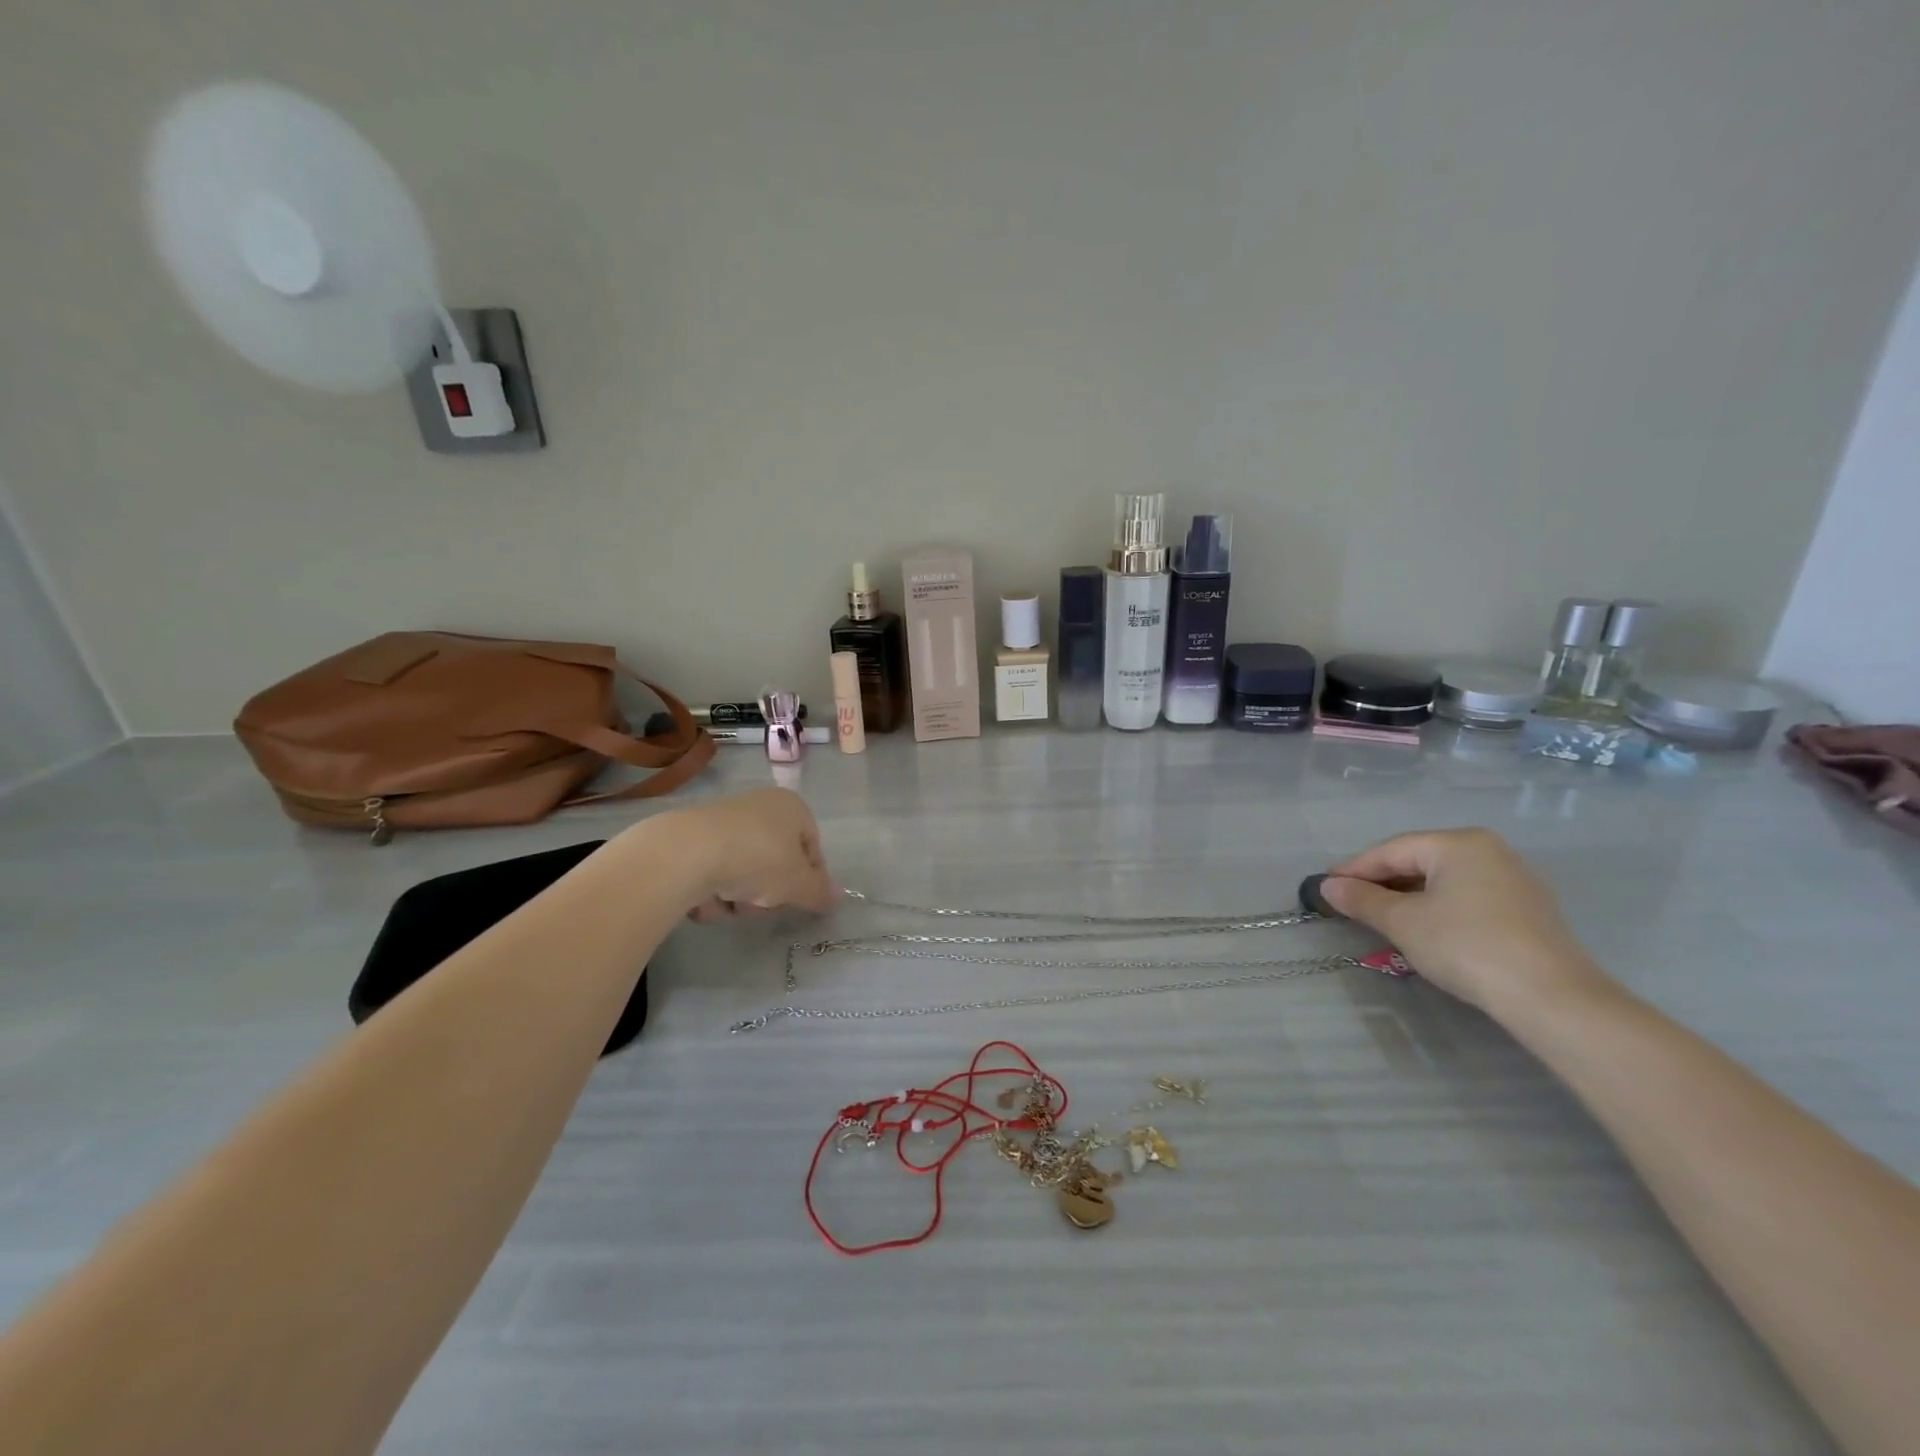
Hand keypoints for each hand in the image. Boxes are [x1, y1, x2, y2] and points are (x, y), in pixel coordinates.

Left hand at [638, 789, 836, 923]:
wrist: (686, 853)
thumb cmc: (757, 859)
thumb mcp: (798, 883)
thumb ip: (820, 893)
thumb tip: (839, 897)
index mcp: (792, 807)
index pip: (813, 848)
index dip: (810, 879)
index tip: (801, 902)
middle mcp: (760, 807)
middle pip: (777, 862)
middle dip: (770, 892)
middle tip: (762, 905)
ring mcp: (725, 821)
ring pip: (744, 872)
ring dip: (740, 897)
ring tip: (729, 903)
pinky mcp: (693, 838)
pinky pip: (714, 872)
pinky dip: (712, 891)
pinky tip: (704, 899)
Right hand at [1321, 828, 1613, 1015]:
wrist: (1551, 997)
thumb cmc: (1466, 946)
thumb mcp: (1402, 922)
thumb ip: (1362, 899)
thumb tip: (1328, 886)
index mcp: (1458, 843)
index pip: (1391, 850)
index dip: (1354, 869)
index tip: (1325, 888)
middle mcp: (1489, 851)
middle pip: (1418, 861)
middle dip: (1381, 883)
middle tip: (1349, 903)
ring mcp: (1514, 880)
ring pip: (1444, 881)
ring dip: (1408, 897)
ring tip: (1381, 918)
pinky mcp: (1528, 910)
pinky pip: (1468, 897)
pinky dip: (1438, 908)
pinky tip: (1425, 929)